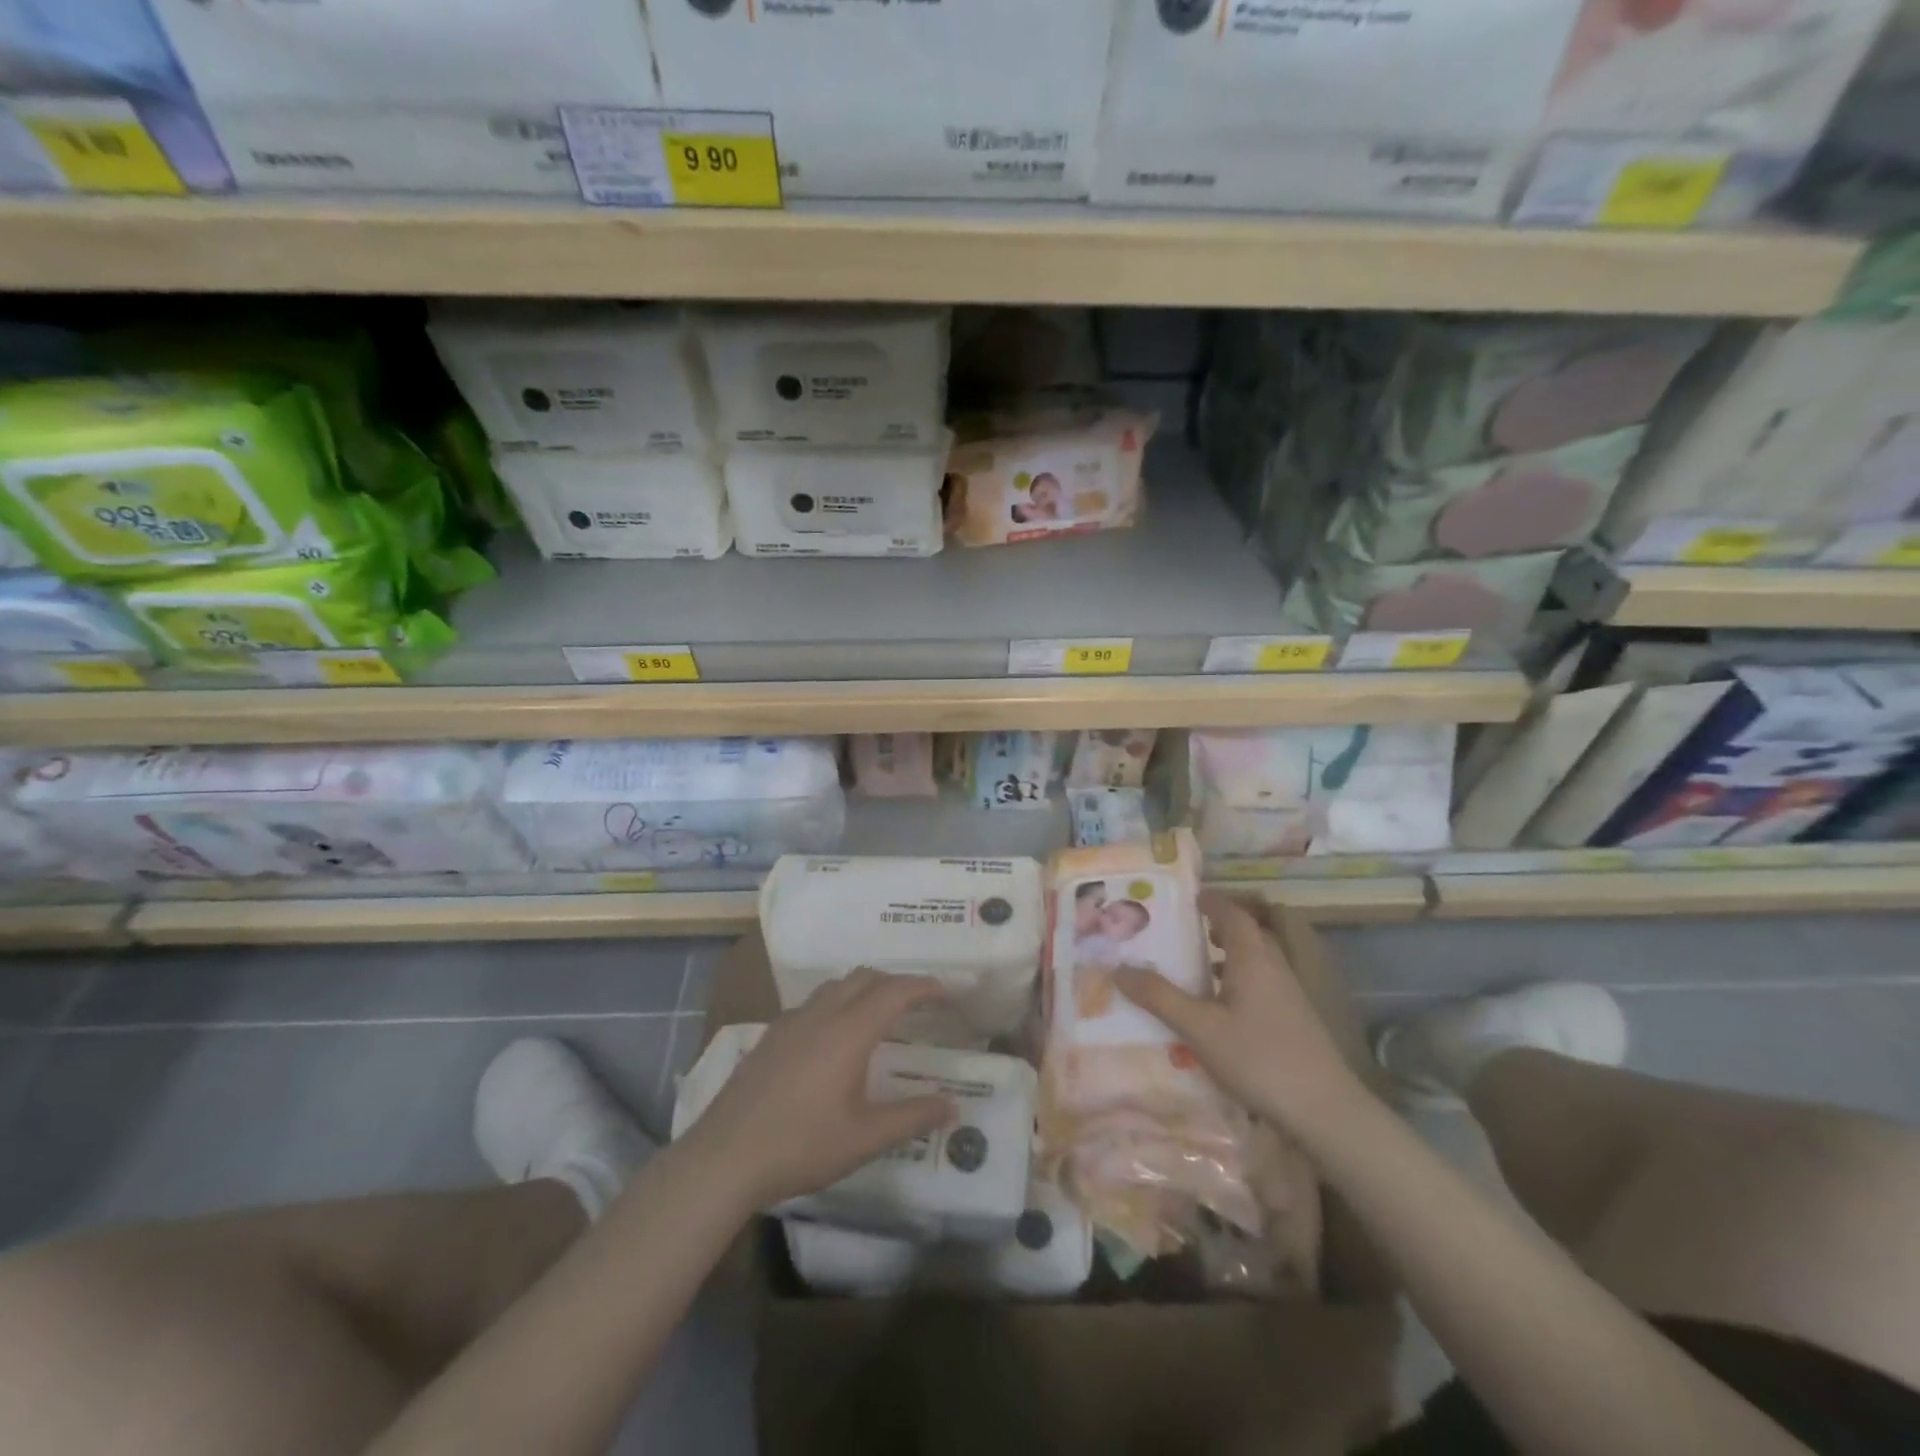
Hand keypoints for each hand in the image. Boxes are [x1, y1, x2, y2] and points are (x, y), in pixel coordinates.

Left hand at [681, 969, 955, 1209]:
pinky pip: (813, 1003)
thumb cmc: (801, 1146)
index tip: (945, 992)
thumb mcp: (864, 1138)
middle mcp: (821, 1014)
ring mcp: (791, 1022)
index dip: (923, 986)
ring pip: (836, 986)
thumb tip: (953, 1105)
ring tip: (879, 1015)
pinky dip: (837, 1003)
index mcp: (849, 1032)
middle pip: (864, 977)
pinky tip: (834, 1038)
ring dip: (864, 989)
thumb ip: (912, 1117)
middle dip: (895, 982)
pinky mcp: (770, 1036)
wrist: (723, 1158)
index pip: (895, 992)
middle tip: (918, 1003)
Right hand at [1114, 893, 1370, 1139]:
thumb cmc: (1259, 1059)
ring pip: (1253, 962)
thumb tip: (1117, 967)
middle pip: (1245, 935)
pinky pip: (1258, 986)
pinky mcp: (1293, 1021)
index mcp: (1253, 958)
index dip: (1210, 901)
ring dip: (1225, 957)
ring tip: (1191, 967)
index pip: (1232, 913)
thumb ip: (1159, 996)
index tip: (1185, 896)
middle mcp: (1273, 967)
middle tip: (1180, 931)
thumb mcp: (1199, 1028)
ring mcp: (1288, 995)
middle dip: (1214, 927)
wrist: (1325, 1112)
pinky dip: (1234, 983)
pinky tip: (1216, 1010)